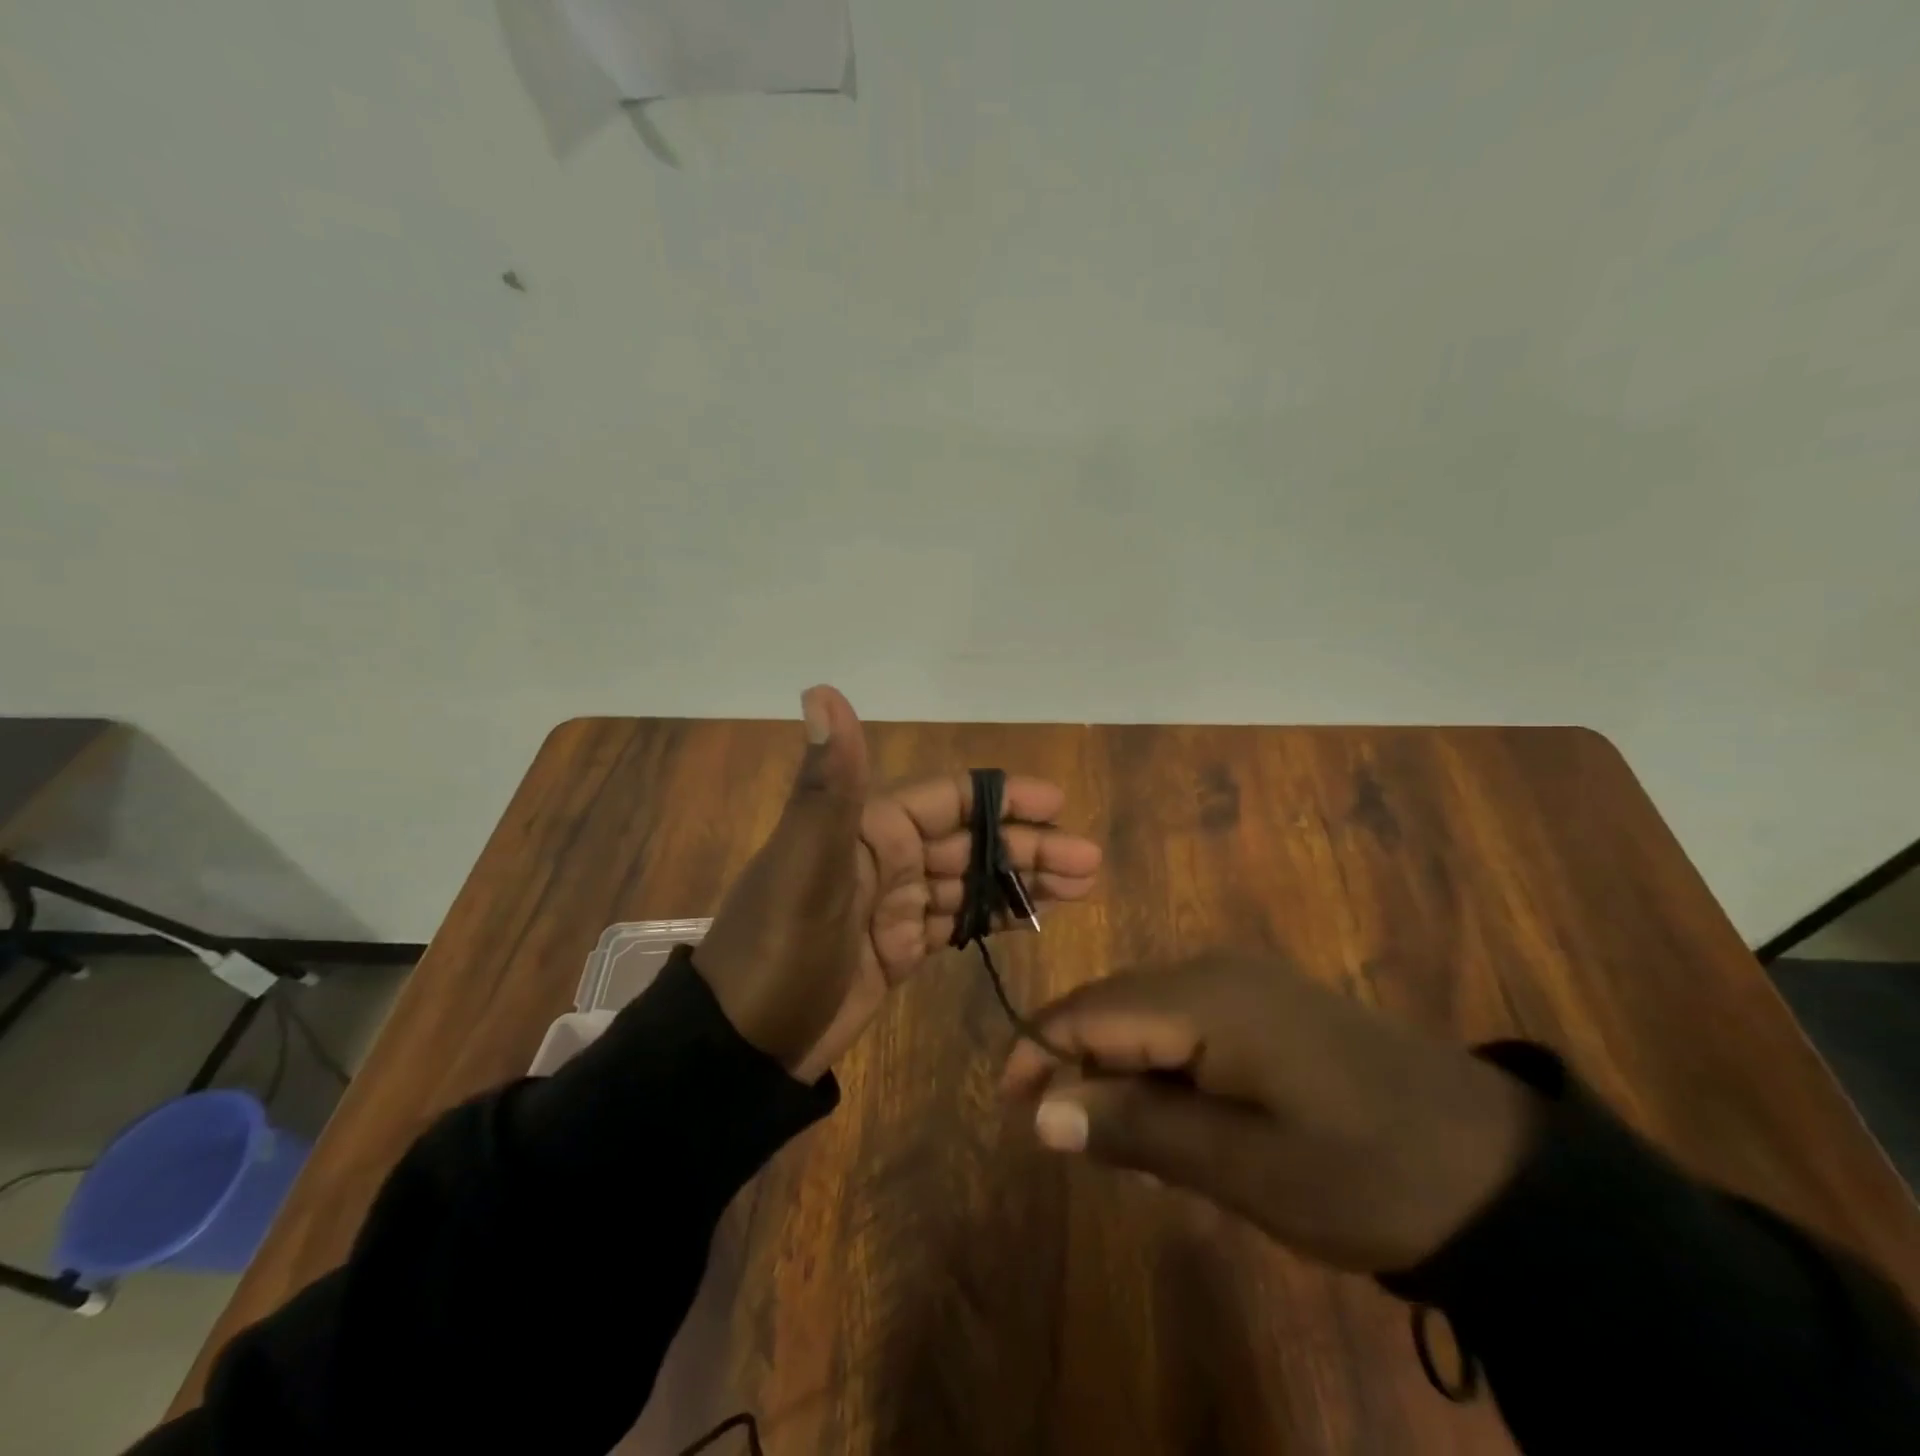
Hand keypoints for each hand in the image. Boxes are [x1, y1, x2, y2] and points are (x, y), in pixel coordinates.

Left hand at [696, 687, 1100, 1083]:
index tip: (1059, 804)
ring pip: (970, 882)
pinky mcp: (897, 949)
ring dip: (1022, 882)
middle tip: (1089, 861)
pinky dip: (995, 917)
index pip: (950, 798)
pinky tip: (1036, 918)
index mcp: (869, 828)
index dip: (1004, 798)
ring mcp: (893, 906)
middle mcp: (885, 857)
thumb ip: (829, 783)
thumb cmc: (779, 951)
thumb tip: (822, 689)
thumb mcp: (806, 866)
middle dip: (1029, 847)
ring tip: (1081, 887)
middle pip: (971, 841)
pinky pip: (956, 923)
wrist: (742, 1047)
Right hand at [1000, 953, 1537, 1272]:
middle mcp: (1212, 972)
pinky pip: (1185, 1025)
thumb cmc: (1362, 1172)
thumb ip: (1135, 1129)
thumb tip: (1043, 1112)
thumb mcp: (1241, 1167)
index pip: (1087, 1010)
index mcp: (1201, 998)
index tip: (1010, 1109)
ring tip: (1124, 1145)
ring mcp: (1243, 983)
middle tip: (1065, 1140)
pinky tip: (1179, 1121)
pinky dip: (1161, 1069)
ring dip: (1120, 1072)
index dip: (1037, 1052)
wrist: (1498, 1169)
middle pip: (1110, 1006)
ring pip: (1145, 1016)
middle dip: (1075, 1064)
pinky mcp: (1266, 1005)